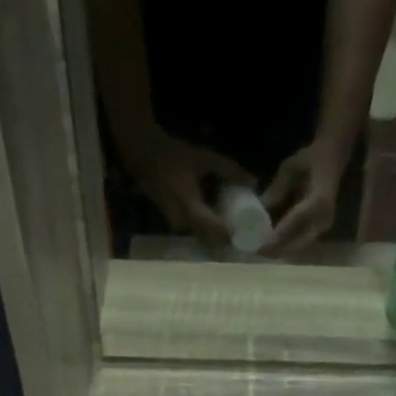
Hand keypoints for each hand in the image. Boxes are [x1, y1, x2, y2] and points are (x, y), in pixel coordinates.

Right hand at [121, 130, 253, 247]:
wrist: (142, 155)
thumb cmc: (173, 155)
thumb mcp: (203, 158)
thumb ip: (228, 169)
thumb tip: (253, 181)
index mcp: (191, 209)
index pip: (216, 231)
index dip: (231, 235)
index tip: (247, 234)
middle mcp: (182, 223)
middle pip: (209, 240)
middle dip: (225, 240)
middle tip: (242, 234)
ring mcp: (175, 226)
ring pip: (200, 238)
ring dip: (215, 237)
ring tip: (232, 230)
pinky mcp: (172, 223)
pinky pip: (193, 232)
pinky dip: (206, 231)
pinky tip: (215, 223)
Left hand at [261, 140, 345, 256]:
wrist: (333, 158)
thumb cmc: (311, 158)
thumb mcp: (290, 168)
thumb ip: (276, 189)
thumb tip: (259, 209)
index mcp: (318, 201)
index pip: (295, 223)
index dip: (277, 235)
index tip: (260, 244)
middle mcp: (323, 219)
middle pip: (298, 244)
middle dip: (276, 250)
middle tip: (257, 251)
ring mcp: (323, 227)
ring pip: (299, 247)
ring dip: (280, 250)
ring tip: (262, 250)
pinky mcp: (320, 230)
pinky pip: (302, 243)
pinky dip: (287, 246)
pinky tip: (273, 244)